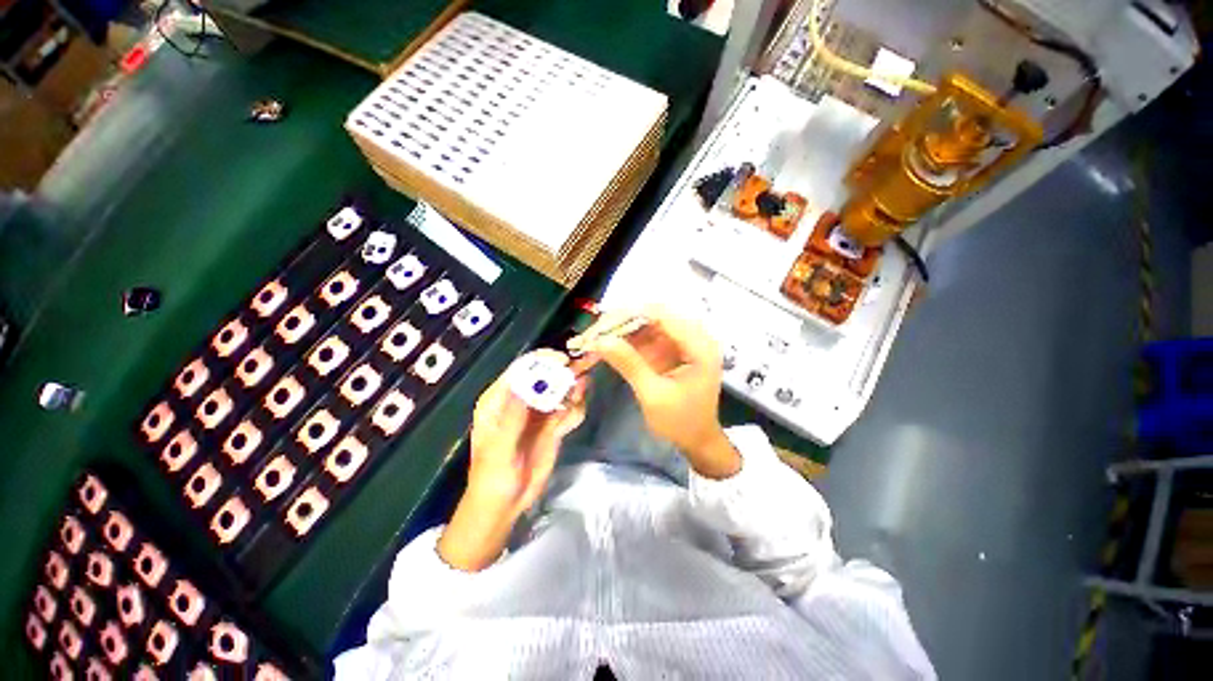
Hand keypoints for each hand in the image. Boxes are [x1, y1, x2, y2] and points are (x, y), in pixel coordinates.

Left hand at [438, 351, 585, 571]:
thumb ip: (513, 416)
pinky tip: (574, 417)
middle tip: (587, 365)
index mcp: (500, 399)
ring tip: (580, 394)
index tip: (564, 361)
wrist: (504, 505)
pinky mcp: (552, 426)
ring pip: (561, 392)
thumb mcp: (499, 449)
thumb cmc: (492, 478)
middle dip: (566, 371)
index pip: (521, 369)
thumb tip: (526, 383)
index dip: (542, 360)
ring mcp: (538, 413)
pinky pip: (569, 411)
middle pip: (546, 376)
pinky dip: (576, 410)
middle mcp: (521, 401)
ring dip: (574, 390)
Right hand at [569, 306, 739, 479]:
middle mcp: (694, 336)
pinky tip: (607, 345)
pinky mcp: (672, 348)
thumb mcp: (653, 395)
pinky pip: (647, 336)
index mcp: (699, 346)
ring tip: (593, 338)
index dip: (629, 315)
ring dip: (620, 330)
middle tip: (591, 333)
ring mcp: (683, 341)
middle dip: (620, 322)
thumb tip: (600, 340)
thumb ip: (629, 364)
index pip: (662, 315)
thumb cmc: (680, 422)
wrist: (696, 439)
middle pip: (652, 316)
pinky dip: (626, 340)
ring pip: (646, 324)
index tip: (599, 326)